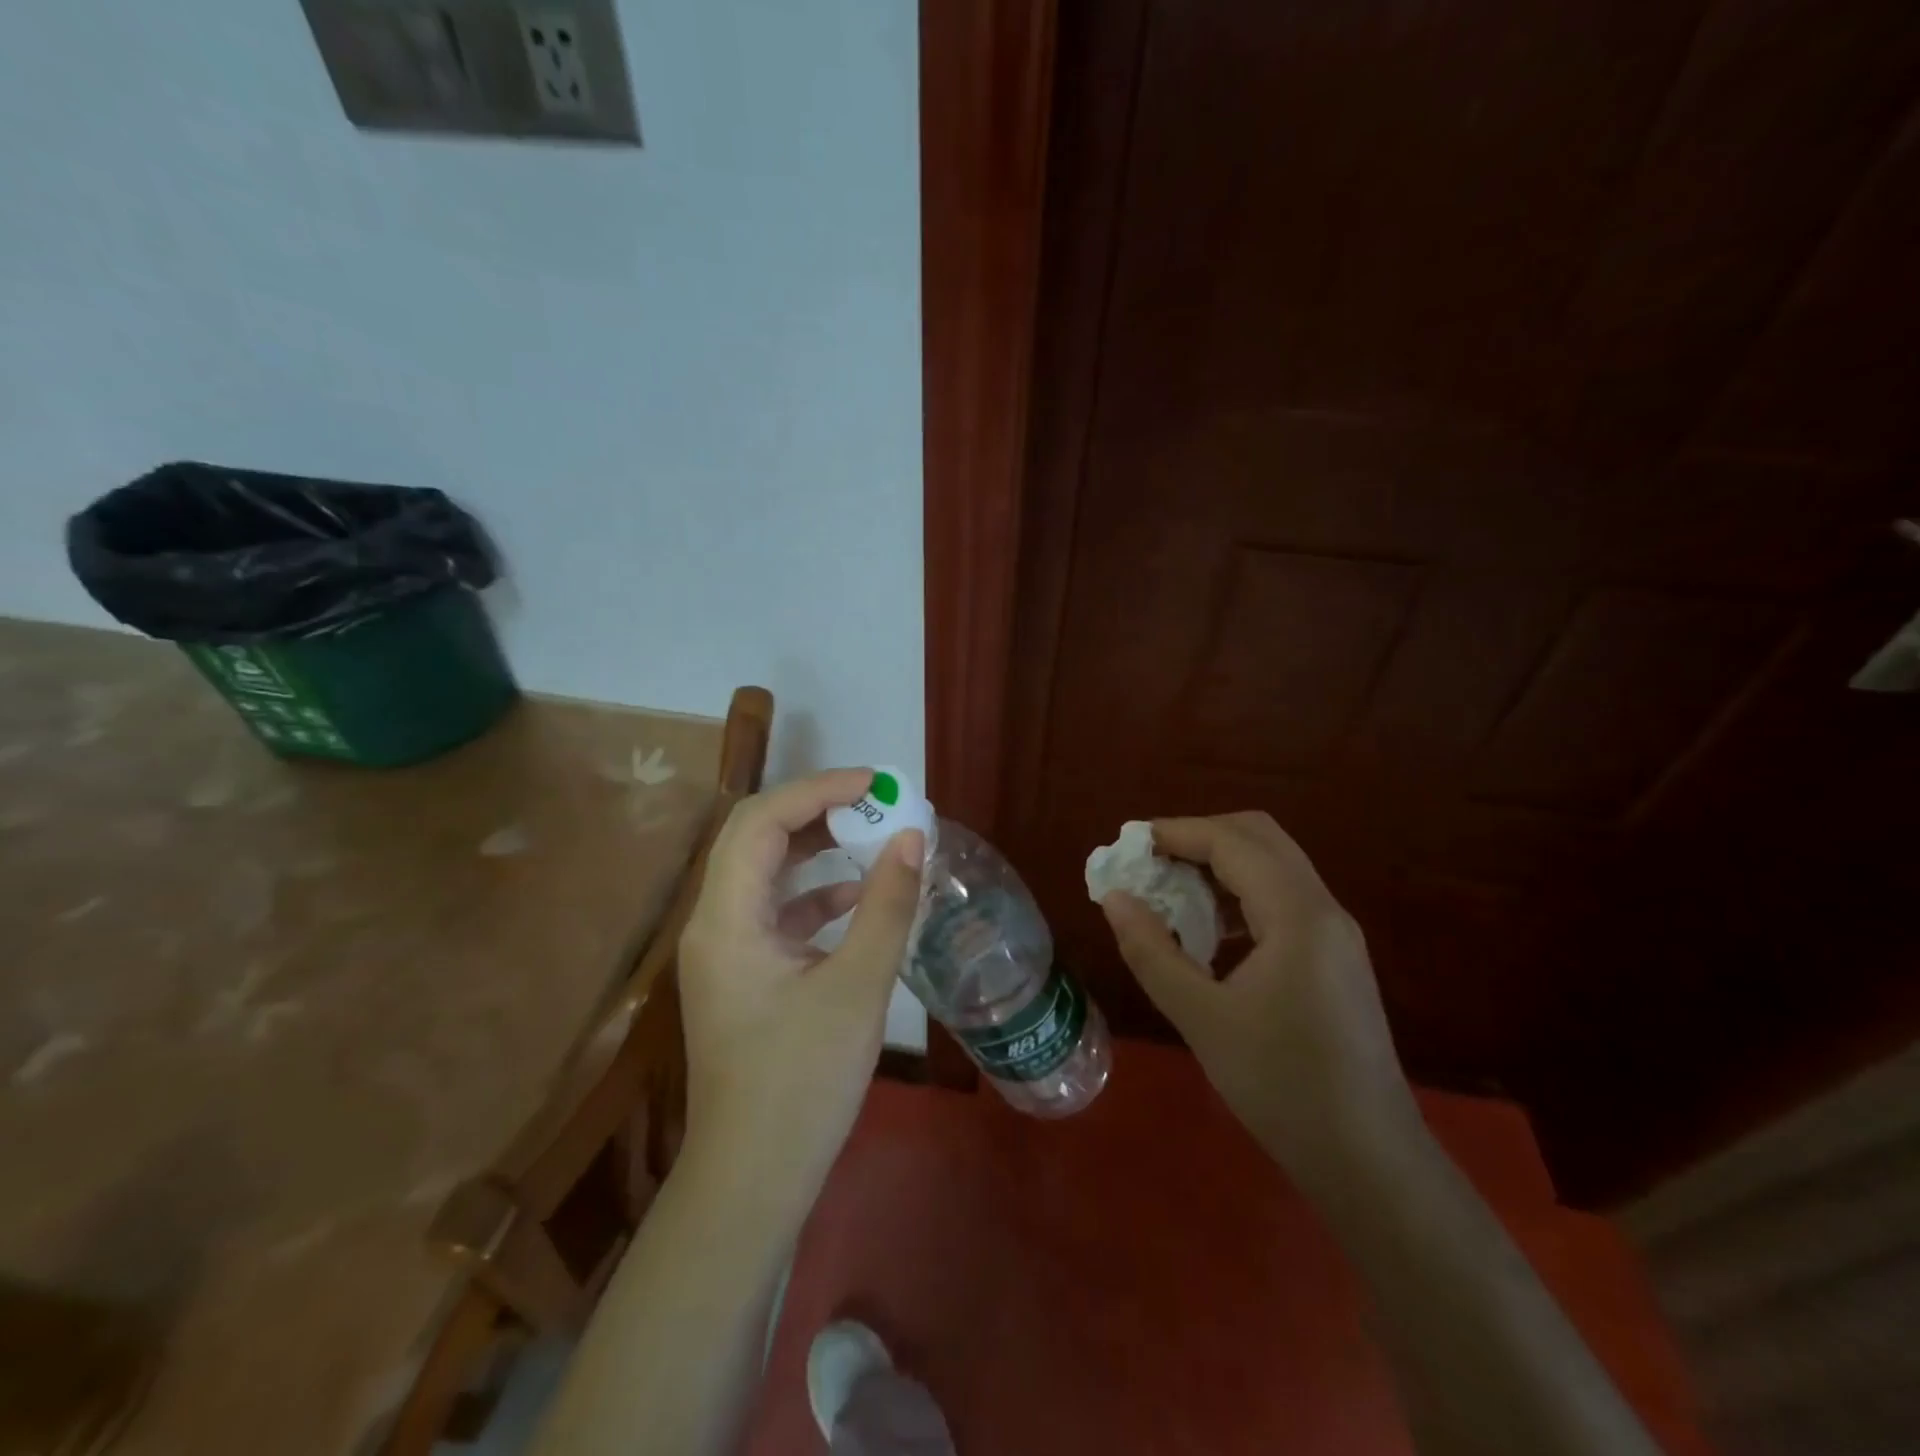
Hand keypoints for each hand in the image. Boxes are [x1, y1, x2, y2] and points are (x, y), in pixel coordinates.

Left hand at [678, 768, 924, 1204]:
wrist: (752, 1181)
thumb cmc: (801, 1084)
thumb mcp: (857, 988)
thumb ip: (886, 905)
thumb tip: (913, 837)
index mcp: (726, 919)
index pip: (760, 821)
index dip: (818, 789)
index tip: (876, 784)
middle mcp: (714, 923)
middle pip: (755, 837)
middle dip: (815, 810)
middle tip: (875, 803)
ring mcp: (726, 951)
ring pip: (765, 872)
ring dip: (815, 848)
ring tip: (872, 836)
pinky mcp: (744, 975)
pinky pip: (776, 911)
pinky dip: (815, 893)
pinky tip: (857, 898)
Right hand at [1101, 812, 1418, 1182]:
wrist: (1368, 1160)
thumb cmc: (1281, 1086)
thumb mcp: (1200, 1017)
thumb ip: (1152, 951)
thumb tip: (1114, 898)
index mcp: (1297, 915)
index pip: (1232, 842)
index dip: (1177, 832)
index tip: (1129, 844)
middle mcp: (1324, 909)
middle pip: (1260, 837)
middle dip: (1201, 837)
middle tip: (1151, 861)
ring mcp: (1336, 933)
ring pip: (1274, 865)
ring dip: (1221, 863)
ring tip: (1171, 890)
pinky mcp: (1336, 957)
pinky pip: (1284, 898)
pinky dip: (1241, 892)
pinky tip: (1209, 930)